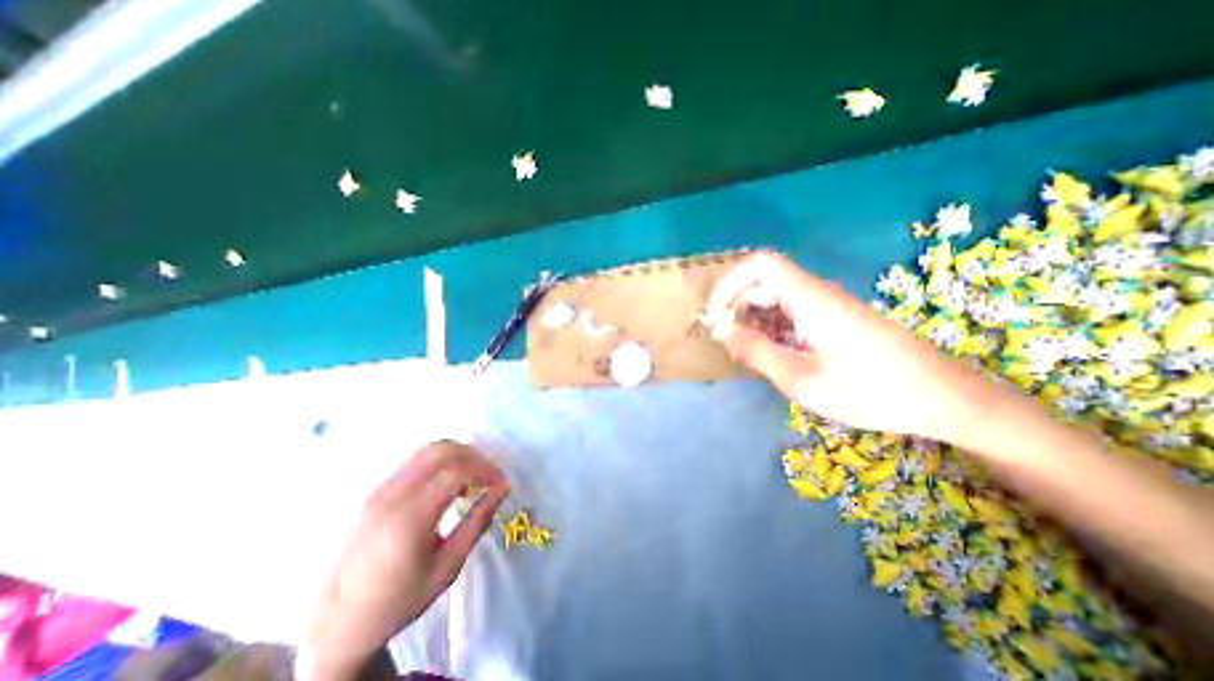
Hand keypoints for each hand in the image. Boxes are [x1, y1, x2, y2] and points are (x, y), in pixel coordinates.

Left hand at [303, 439, 510, 679]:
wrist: (339, 622)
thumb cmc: (399, 600)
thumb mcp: (447, 568)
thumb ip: (476, 523)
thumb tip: (502, 491)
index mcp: (408, 519)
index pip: (455, 473)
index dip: (485, 471)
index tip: (501, 484)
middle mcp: (391, 496)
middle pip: (441, 451)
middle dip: (474, 456)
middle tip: (490, 475)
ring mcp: (380, 490)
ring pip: (427, 450)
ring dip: (458, 455)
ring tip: (473, 477)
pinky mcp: (376, 491)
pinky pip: (416, 461)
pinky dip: (441, 461)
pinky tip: (450, 482)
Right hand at [708, 254, 1012, 440]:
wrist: (946, 400)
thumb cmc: (872, 391)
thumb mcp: (802, 379)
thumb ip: (757, 351)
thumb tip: (723, 331)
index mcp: (811, 299)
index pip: (761, 264)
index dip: (731, 281)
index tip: (715, 313)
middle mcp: (818, 294)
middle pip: (764, 281)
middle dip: (736, 305)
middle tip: (725, 340)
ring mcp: (829, 307)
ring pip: (777, 298)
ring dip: (753, 319)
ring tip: (745, 352)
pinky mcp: (836, 320)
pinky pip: (792, 313)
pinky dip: (772, 328)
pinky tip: (771, 354)